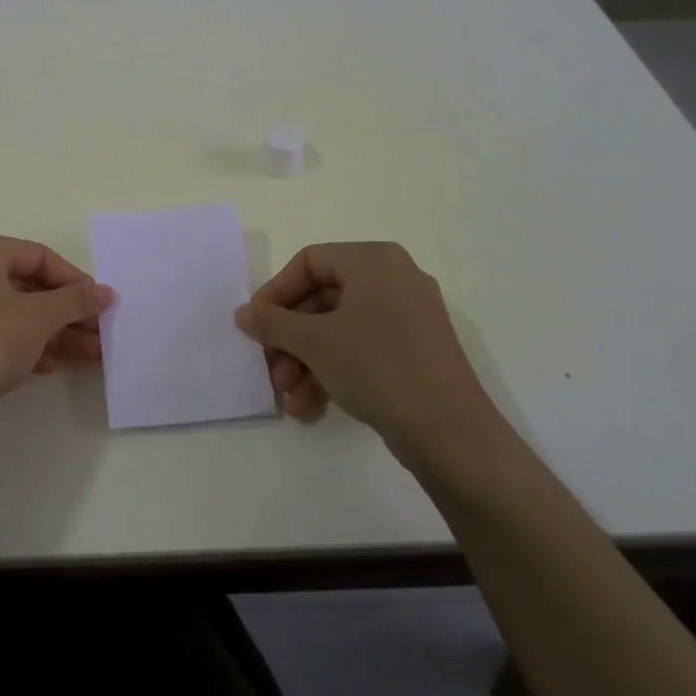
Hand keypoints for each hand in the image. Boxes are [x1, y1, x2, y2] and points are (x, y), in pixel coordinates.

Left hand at [0, 234, 113, 439]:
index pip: (37, 255)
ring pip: (7, 310)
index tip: (100, 304)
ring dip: (48, 330)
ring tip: (85, 353)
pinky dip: (19, 342)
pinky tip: (47, 366)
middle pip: (22, 283)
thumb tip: (106, 292)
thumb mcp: (39, 318)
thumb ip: (75, 300)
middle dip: (64, 310)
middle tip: (96, 331)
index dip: (74, 279)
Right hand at [235, 242, 495, 454]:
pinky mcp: (416, 351)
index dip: (275, 293)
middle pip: (322, 299)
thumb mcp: (315, 342)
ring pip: (340, 328)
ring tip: (288, 396)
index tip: (254, 325)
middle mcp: (394, 279)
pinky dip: (333, 370)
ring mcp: (408, 316)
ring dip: (307, 361)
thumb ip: (272, 323)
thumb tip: (243, 314)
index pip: (309, 262)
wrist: (452, 434)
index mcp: (374, 260)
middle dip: (290, 338)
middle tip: (270, 367)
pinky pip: (362, 348)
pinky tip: (310, 406)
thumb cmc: (377, 367)